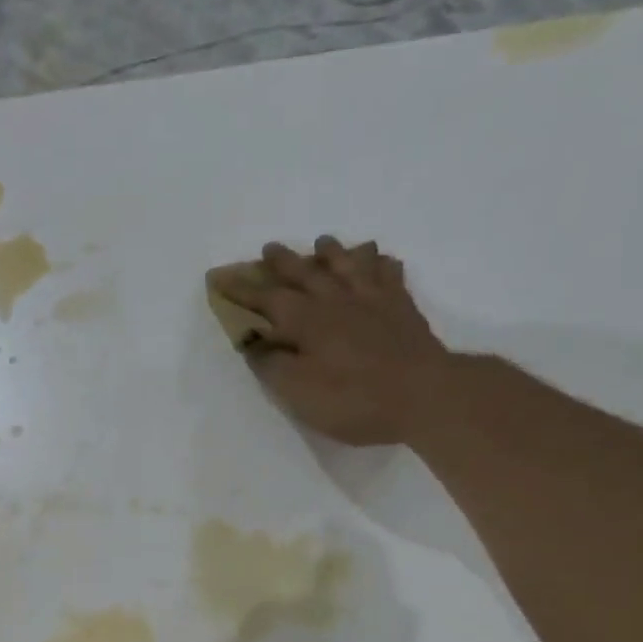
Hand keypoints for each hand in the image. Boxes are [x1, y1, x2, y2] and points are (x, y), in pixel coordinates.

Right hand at [212, 237, 447, 446]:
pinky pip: (388, 274)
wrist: (423, 395)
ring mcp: (373, 300)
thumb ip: (272, 364)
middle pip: (305, 273)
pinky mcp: (402, 308)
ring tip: (322, 242)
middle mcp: (336, 300)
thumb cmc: (353, 399)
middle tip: (269, 249)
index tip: (219, 278)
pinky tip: (378, 258)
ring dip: (331, 252)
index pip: (265, 299)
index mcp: (306, 321)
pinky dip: (379, 263)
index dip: (241, 289)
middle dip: (283, 262)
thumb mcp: (298, 391)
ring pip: (347, 264)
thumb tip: (254, 342)